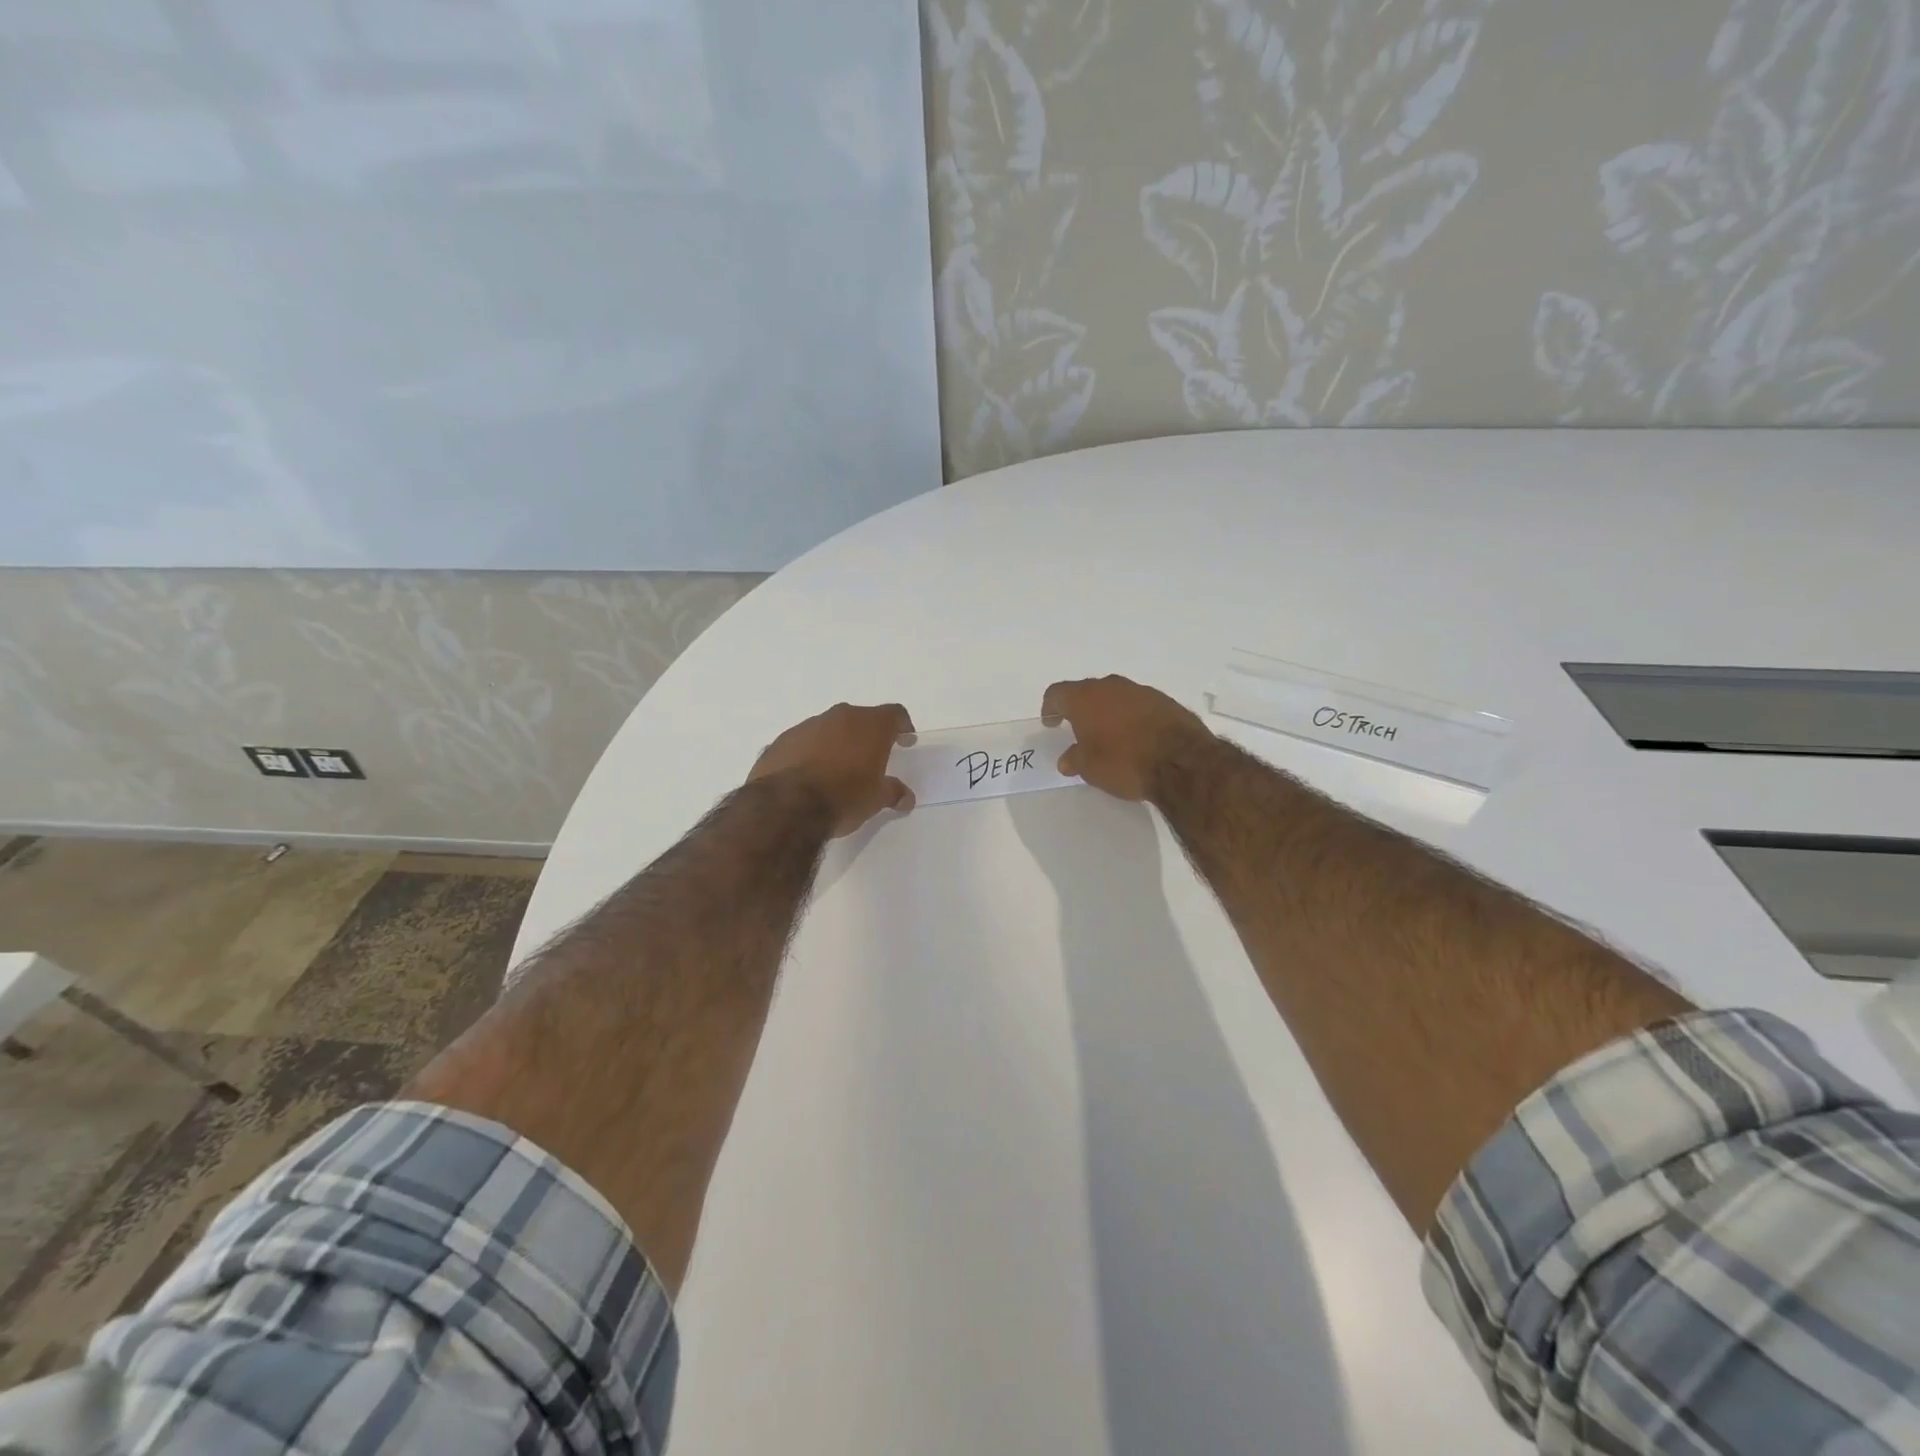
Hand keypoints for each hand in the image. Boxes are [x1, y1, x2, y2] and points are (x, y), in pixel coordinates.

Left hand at [749, 702, 916, 836]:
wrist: (787, 805)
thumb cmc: (844, 797)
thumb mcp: (876, 799)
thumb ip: (893, 792)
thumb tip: (905, 797)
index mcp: (870, 725)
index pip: (894, 714)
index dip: (902, 726)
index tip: (905, 740)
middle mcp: (840, 717)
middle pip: (860, 718)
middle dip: (867, 735)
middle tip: (871, 757)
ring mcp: (807, 725)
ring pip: (829, 728)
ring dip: (836, 743)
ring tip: (836, 769)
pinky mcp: (782, 740)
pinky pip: (803, 742)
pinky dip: (810, 753)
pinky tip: (808, 776)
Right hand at [1041, 676, 1211, 801]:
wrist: (1181, 762)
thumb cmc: (1123, 762)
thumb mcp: (1089, 768)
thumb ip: (1074, 759)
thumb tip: (1067, 759)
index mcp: (1085, 698)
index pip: (1057, 693)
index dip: (1050, 707)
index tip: (1050, 722)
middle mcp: (1111, 686)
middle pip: (1087, 691)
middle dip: (1080, 708)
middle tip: (1077, 727)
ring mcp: (1141, 691)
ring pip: (1115, 696)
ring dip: (1108, 711)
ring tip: (1108, 734)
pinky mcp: (1165, 701)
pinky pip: (1138, 705)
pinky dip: (1131, 717)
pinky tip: (1135, 736)